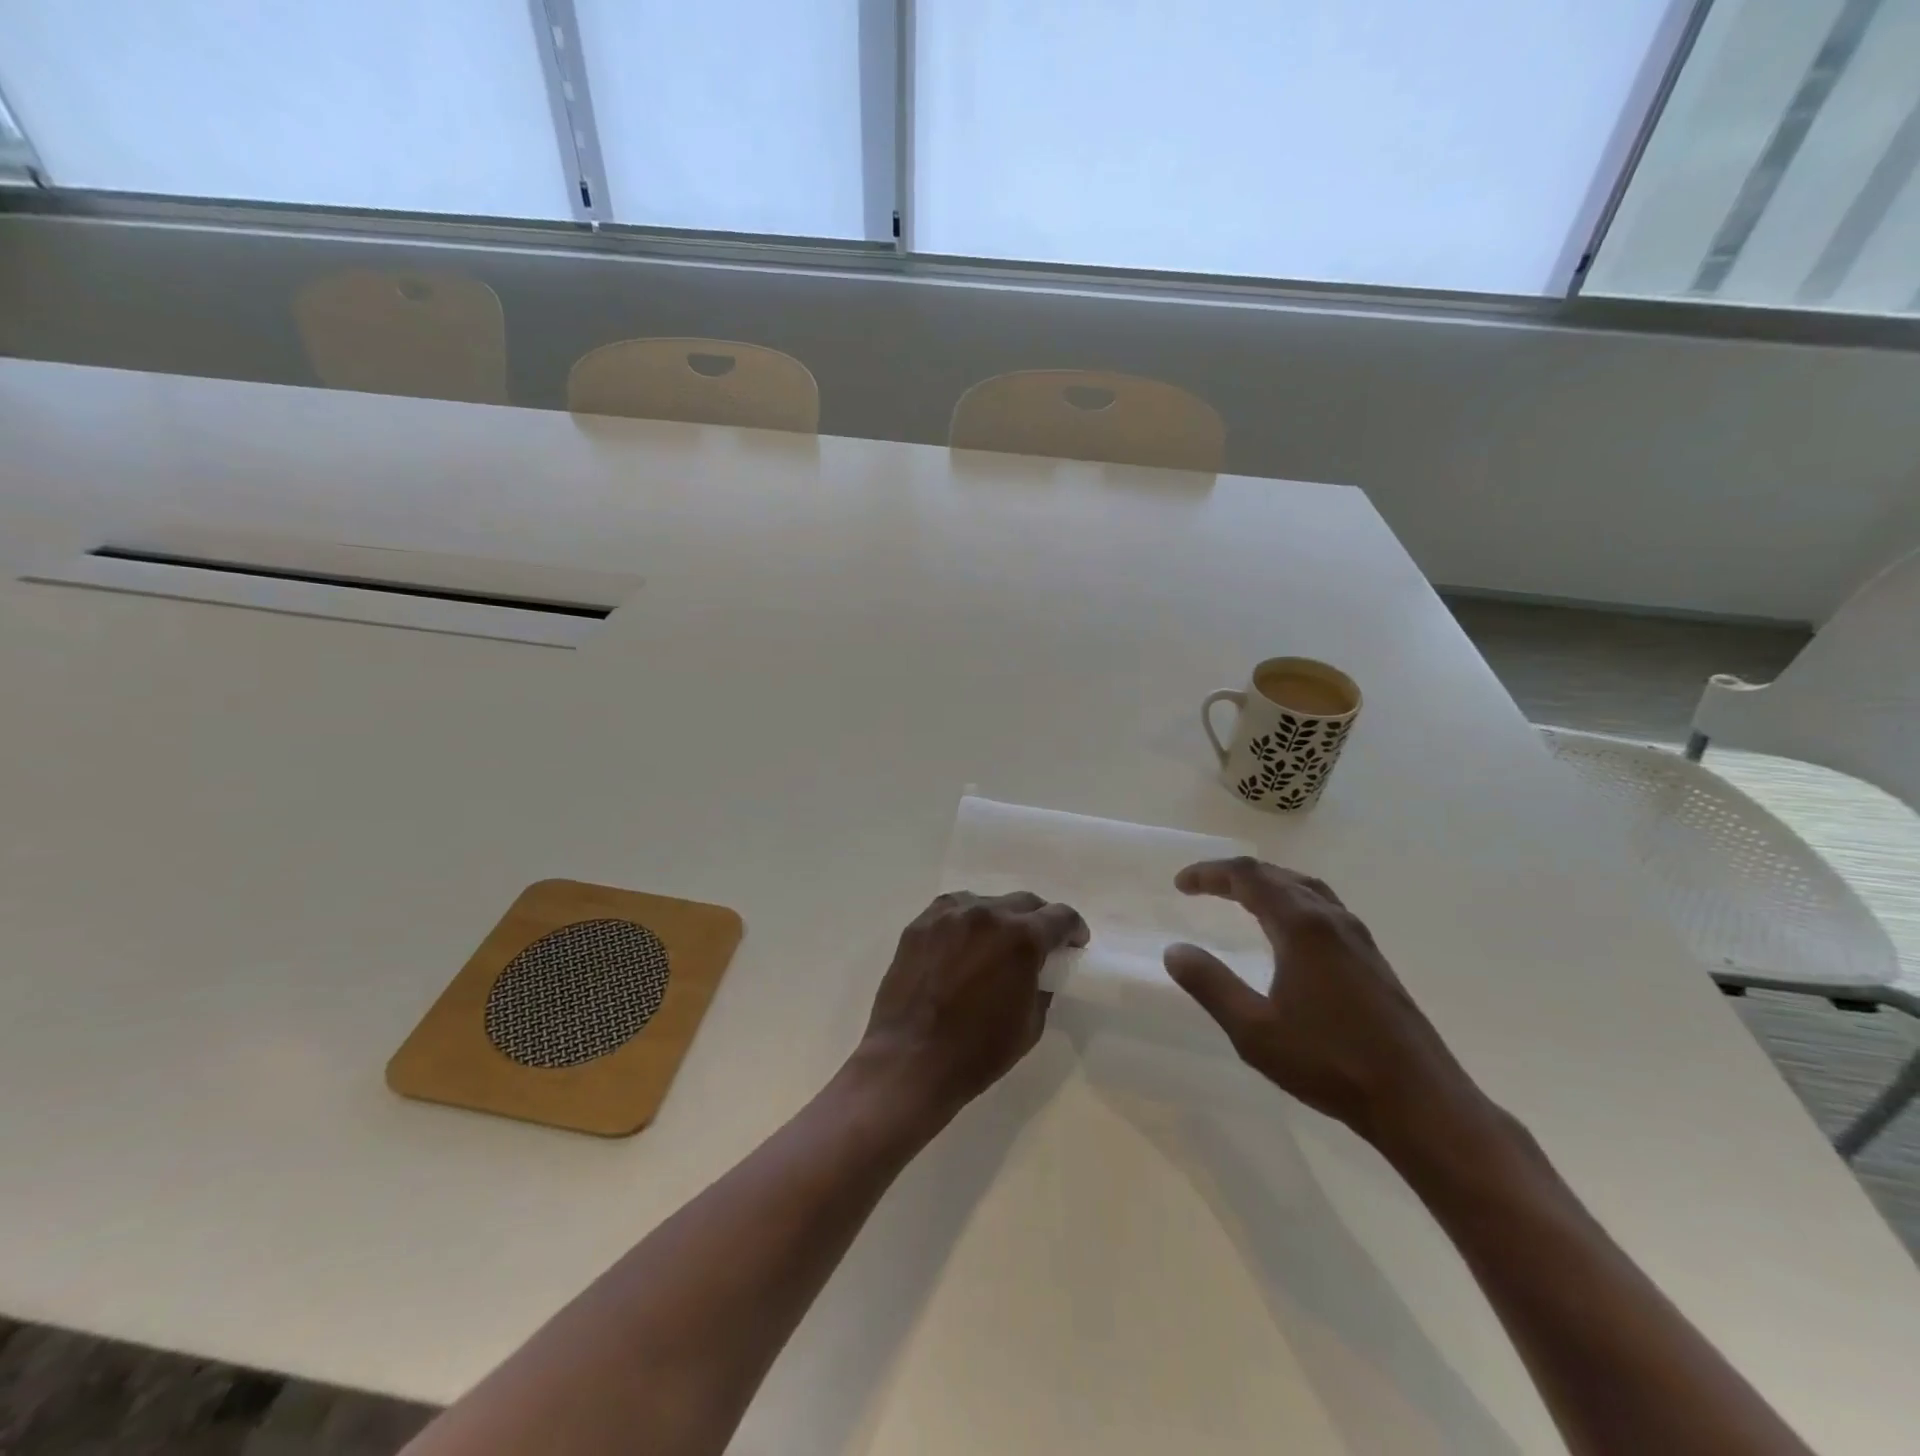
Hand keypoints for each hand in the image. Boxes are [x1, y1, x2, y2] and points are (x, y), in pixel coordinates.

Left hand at [858, 890, 1087, 1124]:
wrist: (910, 1061)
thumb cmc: (977, 1052)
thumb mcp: (1030, 1025)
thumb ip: (1040, 986)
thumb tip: (1038, 971)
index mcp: (1021, 938)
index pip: (1060, 917)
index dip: (1073, 929)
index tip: (1074, 943)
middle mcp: (987, 914)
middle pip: (1024, 902)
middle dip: (1039, 920)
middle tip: (1039, 944)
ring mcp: (949, 915)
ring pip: (986, 902)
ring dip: (1000, 918)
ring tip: (997, 943)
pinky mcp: (920, 924)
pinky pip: (953, 910)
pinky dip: (967, 921)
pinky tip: (964, 943)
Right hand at [1163, 858, 1472, 1147]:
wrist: (1420, 1102)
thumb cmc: (1330, 1062)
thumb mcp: (1254, 1030)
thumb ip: (1210, 984)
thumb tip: (1175, 950)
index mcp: (1302, 926)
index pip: (1248, 878)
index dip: (1210, 873)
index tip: (1180, 884)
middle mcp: (1332, 920)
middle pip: (1279, 875)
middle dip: (1236, 875)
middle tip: (1203, 886)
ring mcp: (1359, 939)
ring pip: (1307, 890)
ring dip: (1269, 884)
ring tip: (1241, 897)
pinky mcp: (1373, 960)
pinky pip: (1325, 909)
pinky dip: (1293, 902)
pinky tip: (1289, 933)